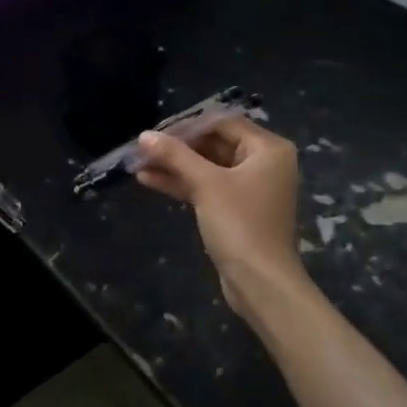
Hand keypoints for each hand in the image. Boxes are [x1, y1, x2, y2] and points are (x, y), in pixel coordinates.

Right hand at [135, 117, 309, 316]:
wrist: (261, 283)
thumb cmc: (240, 224)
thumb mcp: (206, 183)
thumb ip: (175, 155)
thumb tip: (144, 135)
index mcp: (268, 149)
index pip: (222, 123)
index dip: (187, 126)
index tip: (155, 133)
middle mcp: (264, 163)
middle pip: (214, 144)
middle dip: (177, 148)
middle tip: (143, 148)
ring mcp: (251, 187)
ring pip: (207, 167)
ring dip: (175, 166)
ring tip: (138, 163)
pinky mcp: (237, 209)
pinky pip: (208, 187)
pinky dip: (182, 183)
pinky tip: (149, 180)